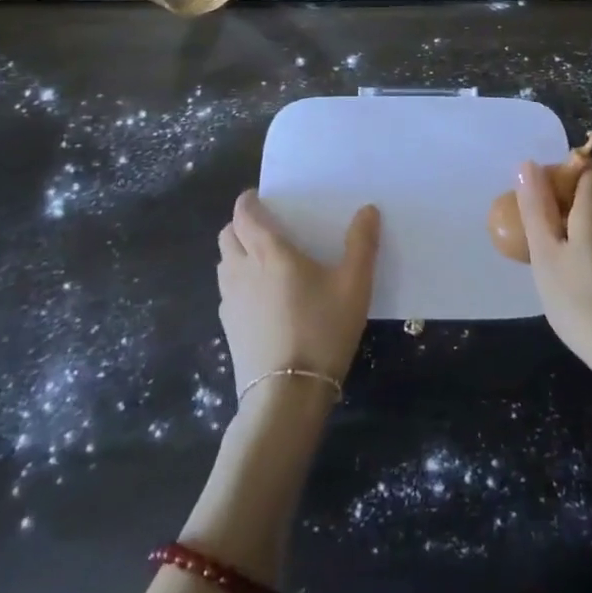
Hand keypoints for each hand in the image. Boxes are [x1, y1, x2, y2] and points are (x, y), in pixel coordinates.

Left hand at [217, 191, 379, 398]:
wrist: (287, 394)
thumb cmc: (322, 330)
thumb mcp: (354, 285)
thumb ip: (361, 244)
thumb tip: (368, 210)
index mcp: (268, 252)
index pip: (244, 214)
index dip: (248, 201)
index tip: (261, 198)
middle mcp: (241, 270)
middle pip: (226, 236)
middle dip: (240, 225)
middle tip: (266, 227)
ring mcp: (229, 302)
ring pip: (223, 264)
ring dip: (236, 253)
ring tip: (263, 260)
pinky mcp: (228, 329)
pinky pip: (226, 292)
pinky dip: (238, 283)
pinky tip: (262, 298)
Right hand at [516, 159, 591, 420]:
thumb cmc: (585, 304)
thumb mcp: (546, 257)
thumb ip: (536, 209)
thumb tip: (527, 165)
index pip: (590, 166)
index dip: (564, 170)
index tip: (539, 194)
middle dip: (561, 205)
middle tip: (533, 233)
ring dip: (573, 233)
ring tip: (548, 263)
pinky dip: (587, 254)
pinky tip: (573, 285)